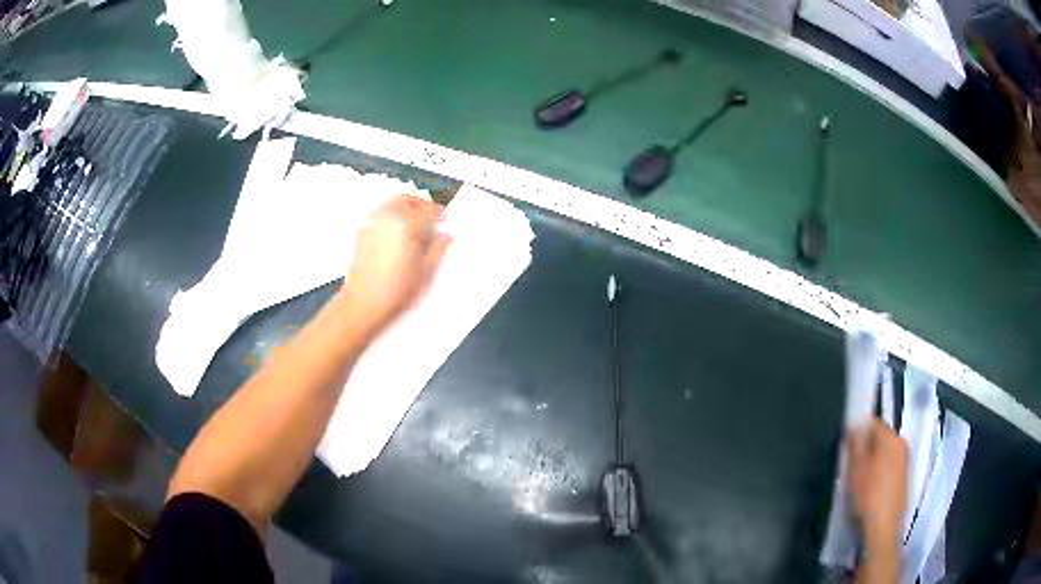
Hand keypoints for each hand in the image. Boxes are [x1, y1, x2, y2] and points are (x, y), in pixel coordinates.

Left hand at [339, 194, 450, 335]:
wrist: (362, 305)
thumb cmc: (394, 292)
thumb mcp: (426, 273)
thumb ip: (439, 249)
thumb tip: (446, 236)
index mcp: (406, 223)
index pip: (430, 209)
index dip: (441, 216)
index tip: (445, 223)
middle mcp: (387, 217)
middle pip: (408, 199)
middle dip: (421, 206)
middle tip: (430, 219)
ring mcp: (371, 223)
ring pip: (392, 204)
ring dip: (405, 209)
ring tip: (414, 226)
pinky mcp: (361, 232)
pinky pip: (380, 215)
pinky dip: (390, 217)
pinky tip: (396, 235)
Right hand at [847, 419, 907, 551]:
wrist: (883, 527)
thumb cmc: (868, 495)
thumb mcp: (855, 469)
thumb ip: (855, 444)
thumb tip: (854, 425)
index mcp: (891, 437)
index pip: (874, 423)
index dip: (860, 432)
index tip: (848, 448)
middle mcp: (902, 444)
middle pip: (882, 438)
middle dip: (868, 448)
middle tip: (852, 466)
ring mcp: (905, 462)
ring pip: (886, 453)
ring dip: (874, 461)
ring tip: (860, 480)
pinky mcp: (904, 479)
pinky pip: (890, 467)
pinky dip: (880, 473)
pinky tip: (871, 490)